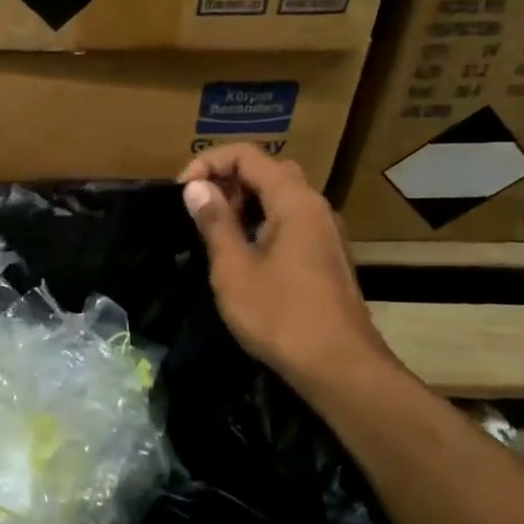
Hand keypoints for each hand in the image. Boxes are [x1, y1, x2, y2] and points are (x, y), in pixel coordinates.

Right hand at [178, 146, 398, 398]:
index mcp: (294, 201)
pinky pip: (289, 219)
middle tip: (198, 209)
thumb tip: (196, 187)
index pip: (247, 155)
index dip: (208, 164)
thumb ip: (214, 222)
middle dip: (226, 179)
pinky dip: (260, 220)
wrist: (340, 368)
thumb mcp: (234, 268)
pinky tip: (241, 251)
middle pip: (267, 170)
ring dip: (243, 201)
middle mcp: (314, 206)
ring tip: (213, 230)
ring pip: (280, 195)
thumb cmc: (281, 316)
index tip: (183, 193)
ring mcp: (324, 231)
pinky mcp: (325, 254)